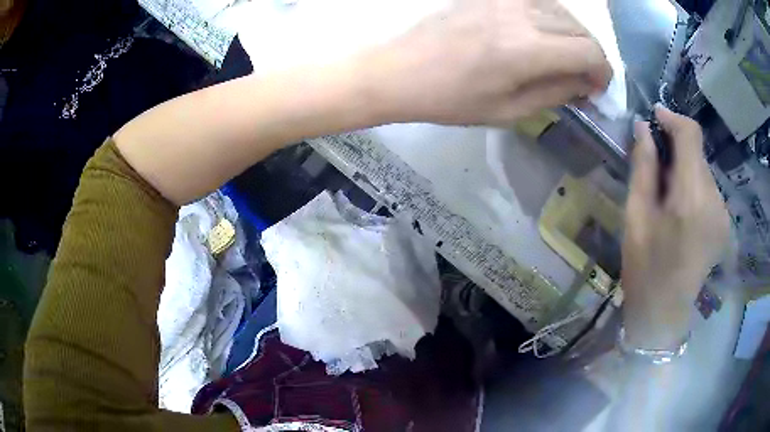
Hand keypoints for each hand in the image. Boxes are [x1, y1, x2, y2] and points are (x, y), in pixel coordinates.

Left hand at [369, 0, 611, 125]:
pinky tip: (543, 33)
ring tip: (565, 57)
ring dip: (573, 35)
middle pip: (580, 28)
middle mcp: (522, 15)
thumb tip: (585, 84)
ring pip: (562, 10)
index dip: (602, 72)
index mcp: (528, 49)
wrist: (401, 70)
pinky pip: (537, 0)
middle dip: (591, 55)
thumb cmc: (452, 99)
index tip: (596, 88)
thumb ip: (555, 93)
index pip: (590, 51)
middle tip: (582, 77)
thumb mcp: (509, 110)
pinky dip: (551, 17)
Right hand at [622, 106, 730, 348]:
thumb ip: (643, 167)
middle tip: (654, 162)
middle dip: (676, 148)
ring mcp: (723, 214)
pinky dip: (693, 185)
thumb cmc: (644, 269)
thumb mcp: (635, 216)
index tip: (654, 116)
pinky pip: (708, 188)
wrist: (663, 314)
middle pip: (697, 152)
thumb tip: (643, 127)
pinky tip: (680, 208)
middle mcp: (714, 201)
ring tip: (666, 192)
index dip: (673, 118)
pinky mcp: (724, 223)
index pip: (691, 136)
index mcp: (691, 199)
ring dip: (684, 168)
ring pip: (703, 170)